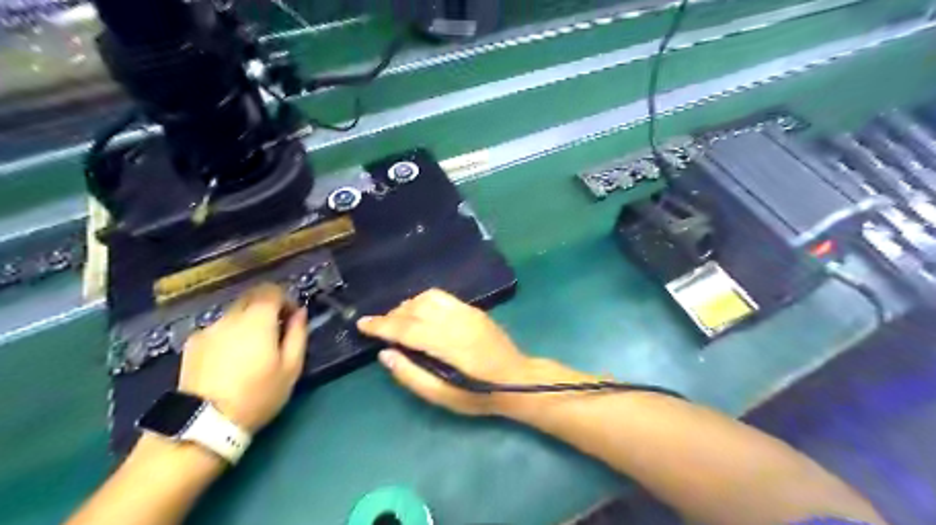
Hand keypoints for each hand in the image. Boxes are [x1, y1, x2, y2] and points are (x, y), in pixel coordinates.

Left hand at [176, 285, 304, 432]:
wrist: (204, 423)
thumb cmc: (258, 395)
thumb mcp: (291, 368)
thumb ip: (298, 334)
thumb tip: (300, 313)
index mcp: (257, 320)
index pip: (272, 290)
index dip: (285, 299)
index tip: (291, 318)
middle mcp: (230, 317)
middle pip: (251, 297)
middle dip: (266, 307)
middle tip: (275, 332)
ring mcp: (208, 329)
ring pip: (234, 313)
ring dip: (247, 322)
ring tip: (251, 350)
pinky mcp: (192, 344)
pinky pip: (218, 329)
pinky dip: (228, 335)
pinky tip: (229, 360)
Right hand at [359, 290, 582, 415]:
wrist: (518, 380)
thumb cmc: (480, 396)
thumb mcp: (444, 397)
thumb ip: (412, 376)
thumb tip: (385, 354)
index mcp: (451, 345)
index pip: (408, 329)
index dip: (382, 326)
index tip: (362, 324)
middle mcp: (458, 322)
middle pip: (416, 309)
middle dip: (392, 316)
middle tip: (378, 328)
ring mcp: (468, 312)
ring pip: (428, 298)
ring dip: (407, 306)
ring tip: (397, 321)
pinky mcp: (473, 309)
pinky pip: (441, 297)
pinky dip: (423, 301)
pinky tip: (419, 314)